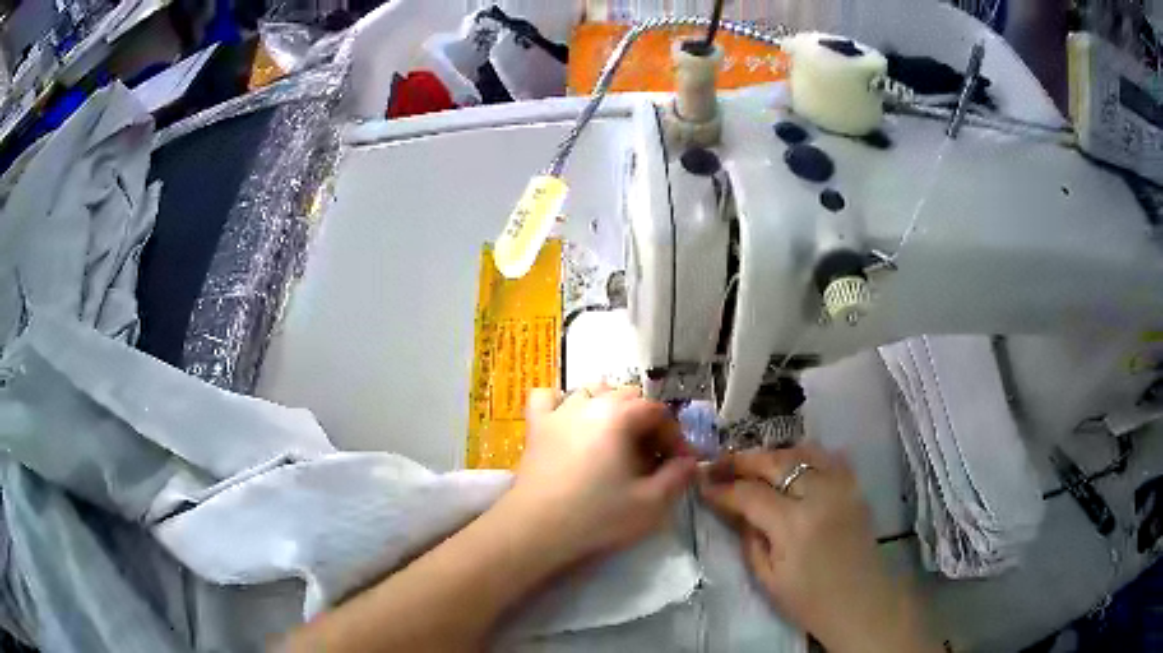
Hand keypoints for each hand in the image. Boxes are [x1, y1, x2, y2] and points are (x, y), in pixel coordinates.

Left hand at [504, 384, 697, 565]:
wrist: (536, 531)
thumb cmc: (597, 517)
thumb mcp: (651, 503)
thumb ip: (678, 477)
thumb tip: (690, 462)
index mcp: (619, 416)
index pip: (657, 411)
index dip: (674, 436)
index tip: (680, 463)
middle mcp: (588, 403)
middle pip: (628, 397)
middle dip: (647, 423)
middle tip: (652, 458)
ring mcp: (558, 412)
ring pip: (592, 391)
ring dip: (611, 408)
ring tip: (617, 440)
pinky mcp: (535, 427)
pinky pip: (548, 398)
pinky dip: (562, 402)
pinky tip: (570, 422)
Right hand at [699, 446, 939, 652]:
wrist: (861, 602)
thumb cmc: (810, 600)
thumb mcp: (767, 579)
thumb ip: (749, 539)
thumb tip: (734, 510)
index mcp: (794, 524)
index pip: (750, 494)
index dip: (722, 489)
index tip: (702, 486)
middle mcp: (820, 495)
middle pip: (776, 462)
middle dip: (743, 460)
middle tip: (720, 464)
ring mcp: (842, 486)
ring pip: (802, 451)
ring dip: (773, 454)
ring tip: (754, 464)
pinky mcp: (855, 487)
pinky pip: (829, 457)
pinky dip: (807, 456)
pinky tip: (794, 465)